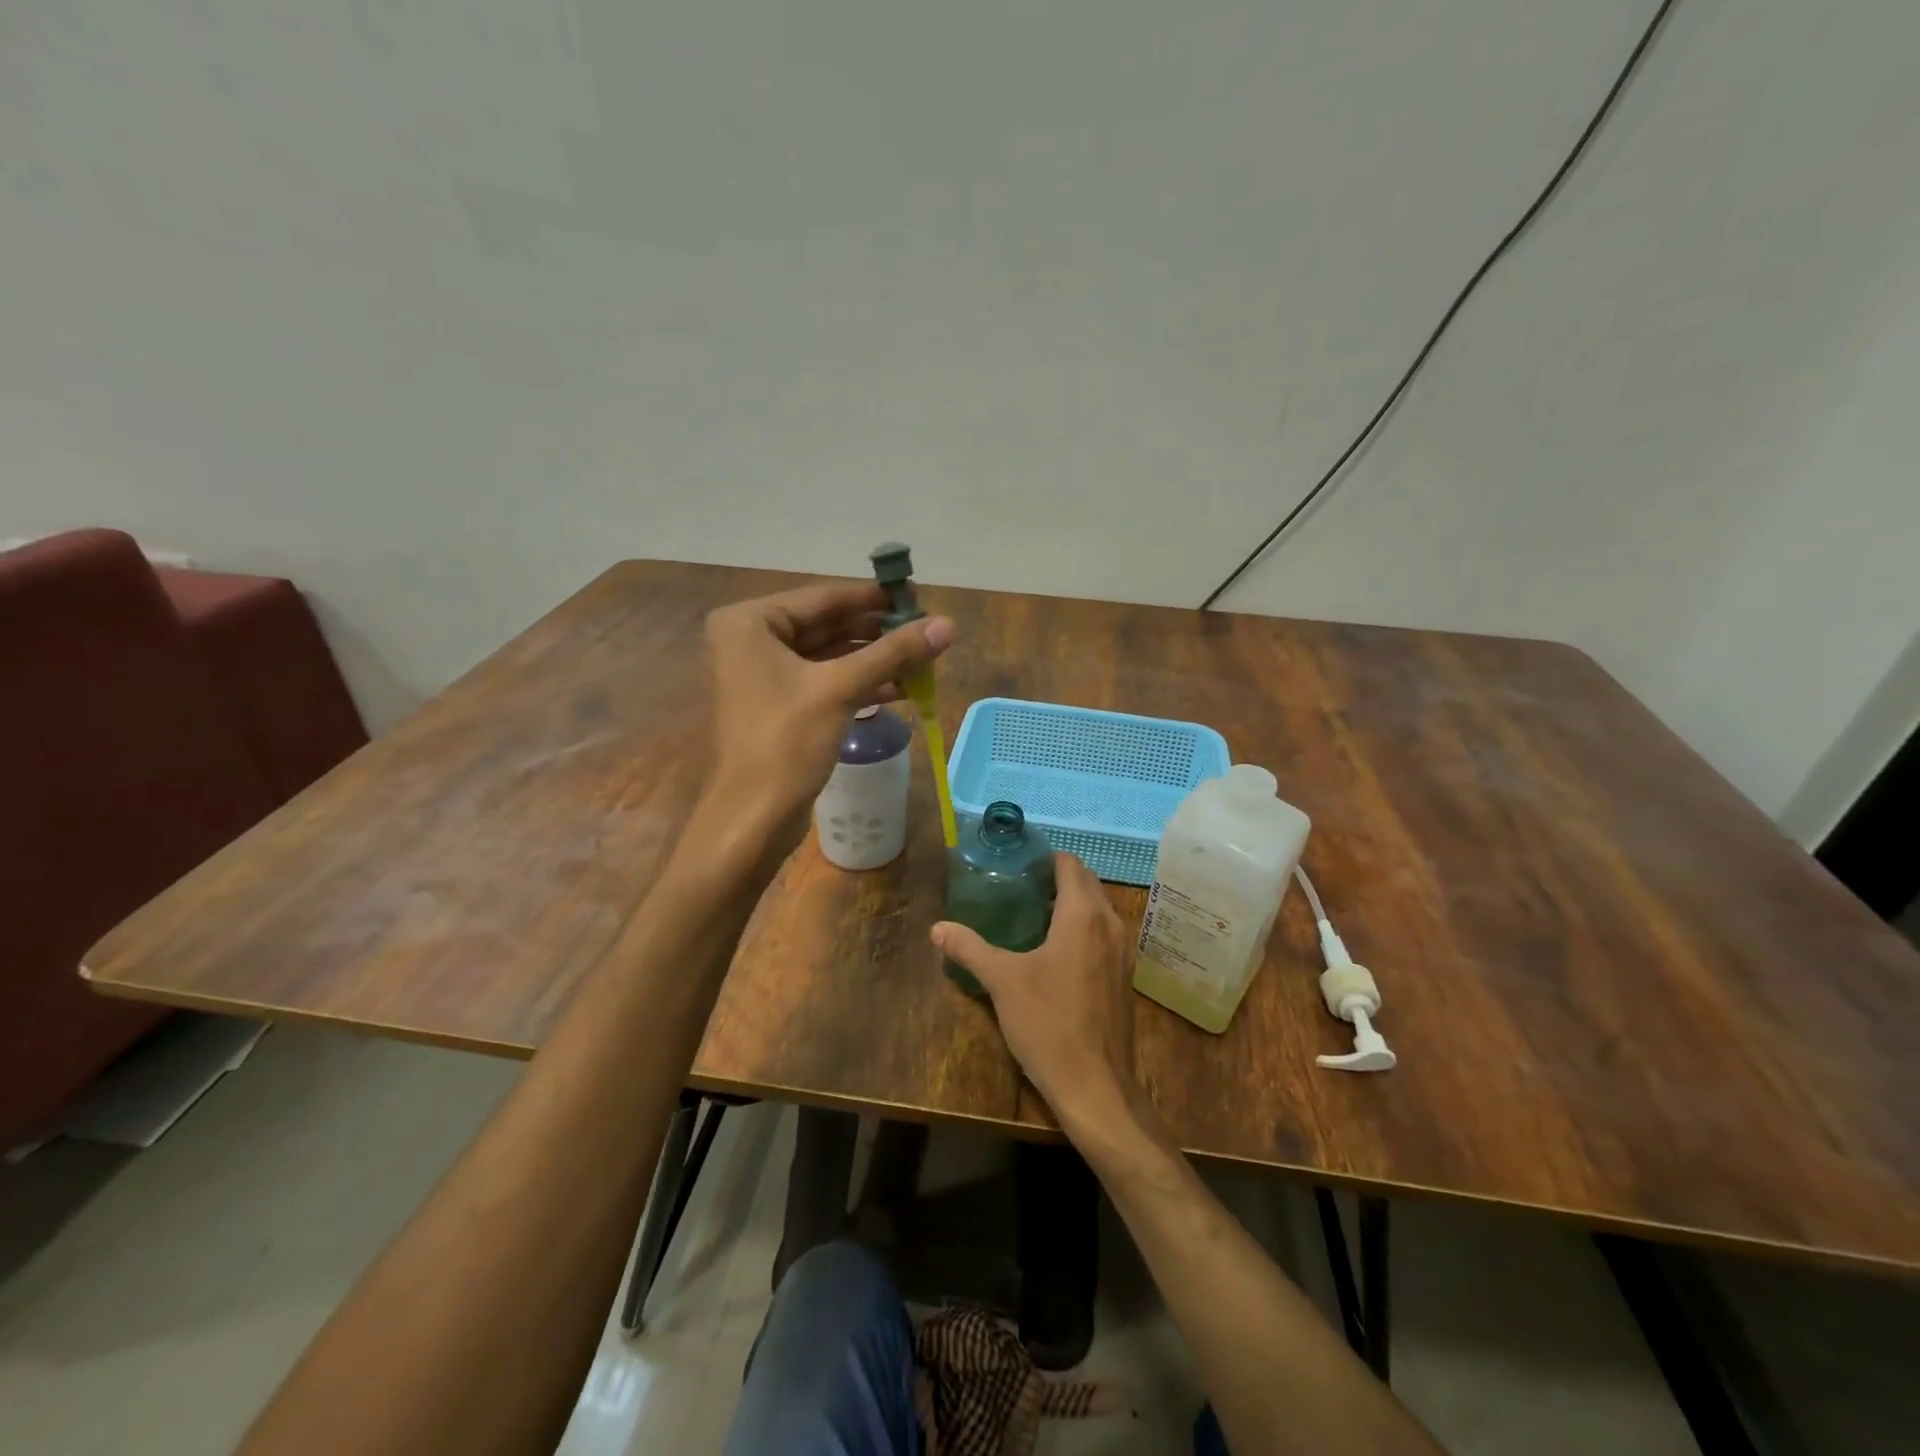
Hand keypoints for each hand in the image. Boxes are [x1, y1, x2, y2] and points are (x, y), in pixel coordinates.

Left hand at [701, 580, 951, 841]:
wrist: (753, 818)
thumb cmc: (786, 742)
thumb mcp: (841, 689)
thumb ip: (893, 653)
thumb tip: (948, 623)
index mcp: (749, 622)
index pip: (824, 598)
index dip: (874, 597)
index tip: (918, 596)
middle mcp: (750, 640)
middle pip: (827, 625)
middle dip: (878, 633)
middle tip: (926, 631)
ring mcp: (763, 674)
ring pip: (829, 655)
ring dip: (875, 660)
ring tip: (923, 660)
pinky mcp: (779, 705)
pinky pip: (825, 681)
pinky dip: (861, 683)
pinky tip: (902, 688)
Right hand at [932, 853, 1142, 1138]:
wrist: (1096, 1087)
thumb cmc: (1049, 1024)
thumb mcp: (1002, 982)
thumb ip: (969, 948)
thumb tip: (937, 928)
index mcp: (1084, 915)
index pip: (1070, 864)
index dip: (1044, 857)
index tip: (1015, 863)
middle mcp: (1111, 924)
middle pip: (1086, 883)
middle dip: (1055, 878)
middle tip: (1017, 886)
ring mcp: (1123, 952)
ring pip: (1098, 909)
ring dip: (1070, 903)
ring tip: (1031, 914)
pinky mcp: (1123, 977)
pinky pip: (1103, 934)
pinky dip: (1082, 928)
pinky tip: (1053, 950)